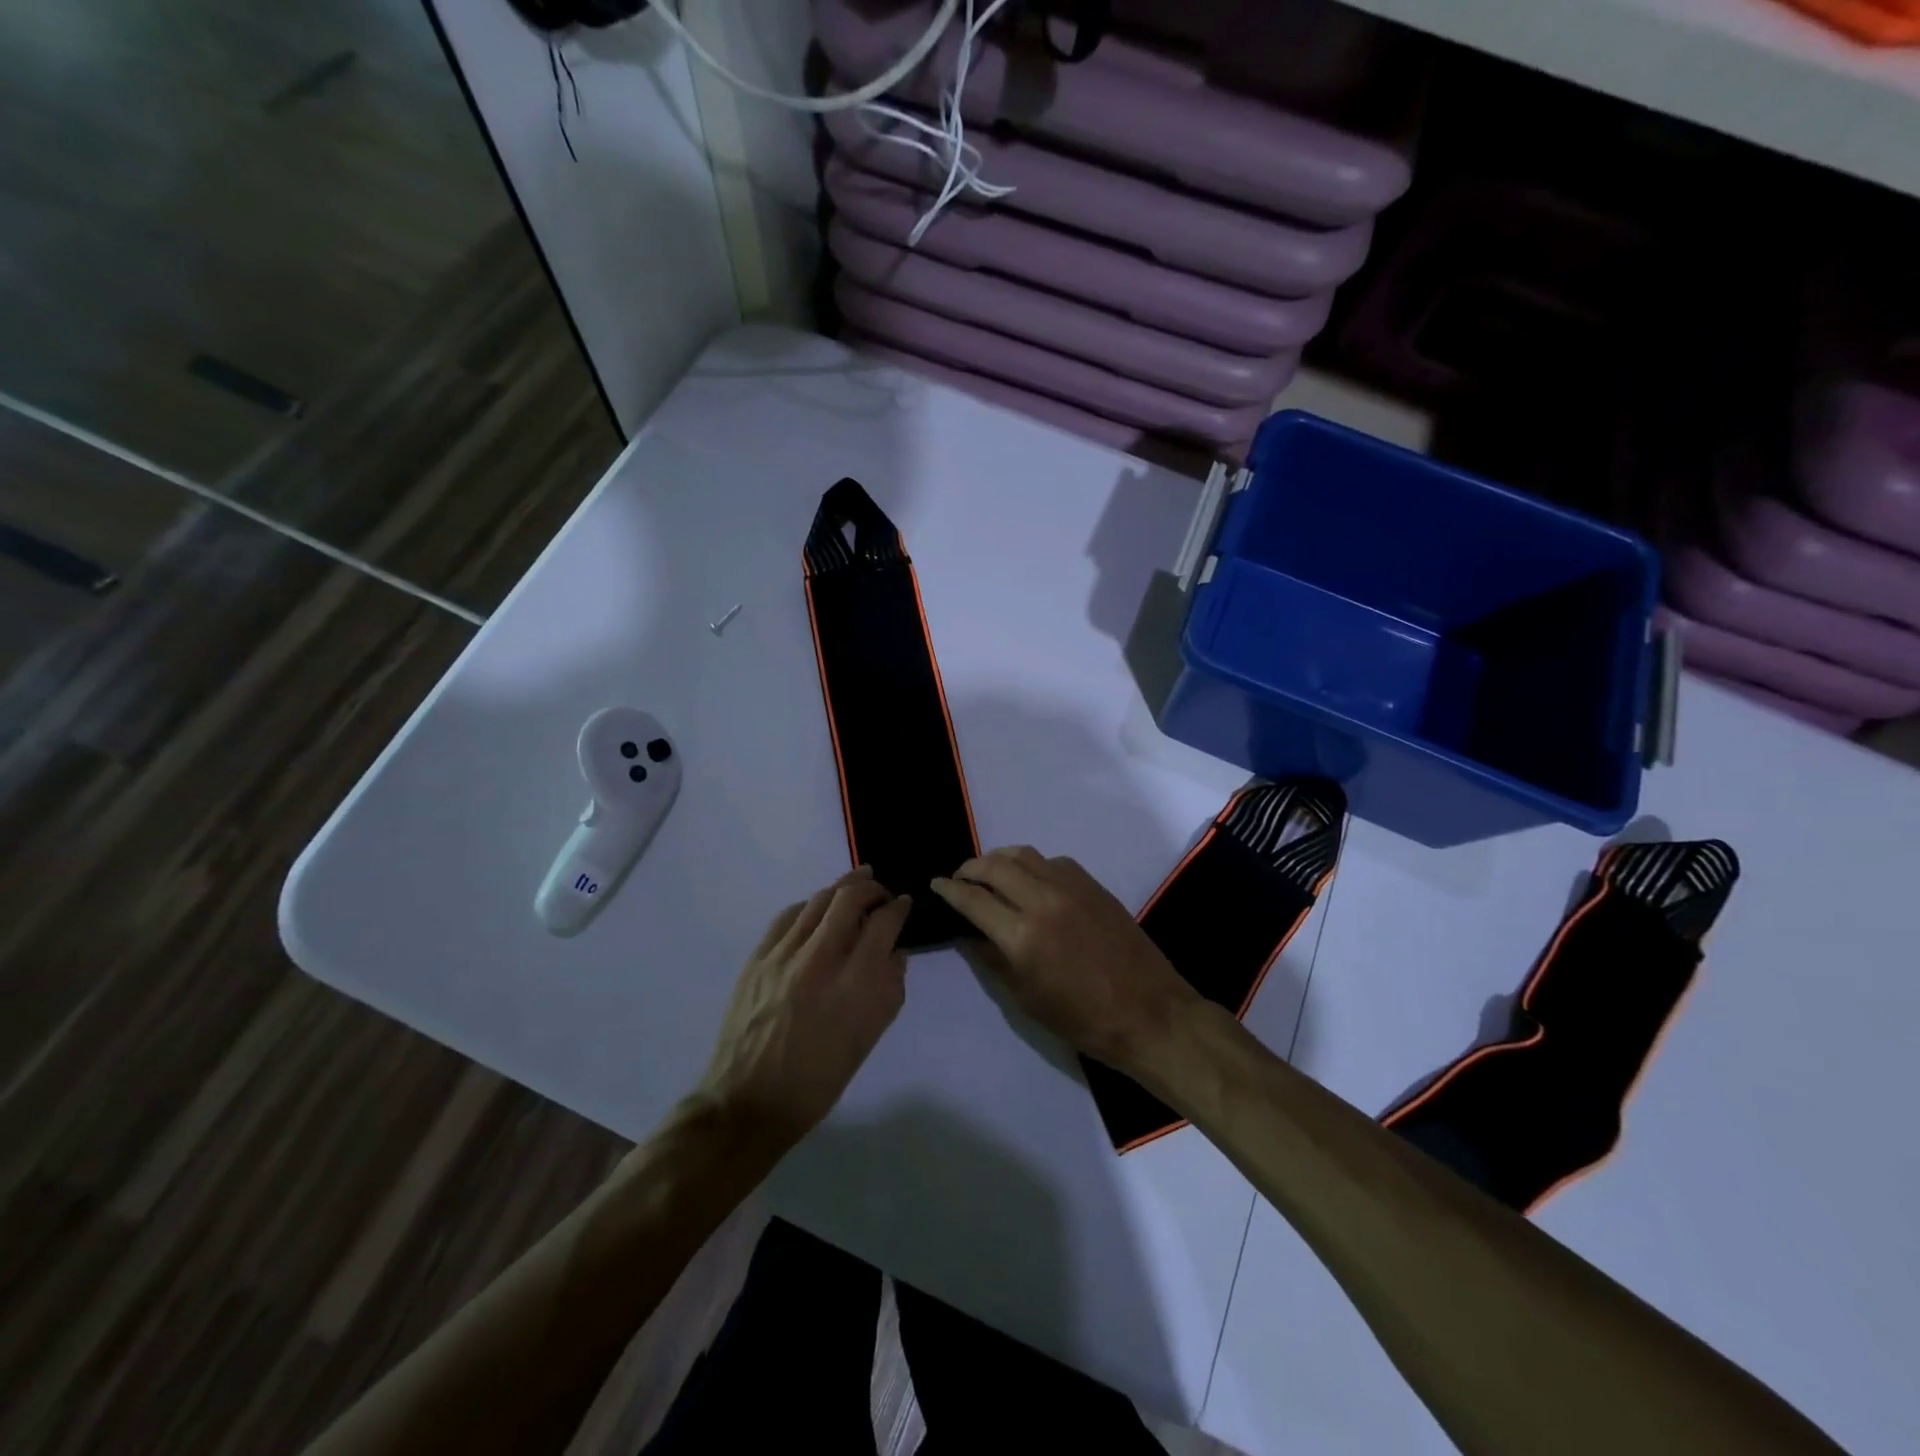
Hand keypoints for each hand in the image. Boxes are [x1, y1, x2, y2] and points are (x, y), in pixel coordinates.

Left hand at [697, 866, 912, 1149]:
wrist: (749, 1101)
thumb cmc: (817, 1080)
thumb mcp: (868, 1040)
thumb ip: (888, 990)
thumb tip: (895, 953)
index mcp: (854, 985)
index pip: (884, 923)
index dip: (899, 907)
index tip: (904, 904)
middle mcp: (820, 959)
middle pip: (849, 897)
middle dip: (871, 887)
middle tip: (881, 891)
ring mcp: (783, 955)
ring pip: (817, 900)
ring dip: (841, 888)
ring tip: (855, 886)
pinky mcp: (757, 957)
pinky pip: (788, 916)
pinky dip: (809, 906)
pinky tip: (816, 910)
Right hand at [931, 847, 1199, 1076]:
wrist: (1149, 1012)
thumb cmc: (1083, 1019)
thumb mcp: (1026, 999)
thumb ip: (992, 960)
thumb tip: (969, 935)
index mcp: (1022, 936)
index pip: (973, 900)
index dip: (949, 889)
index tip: (936, 884)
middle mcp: (1043, 900)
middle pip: (995, 866)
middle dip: (970, 868)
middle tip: (960, 878)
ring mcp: (1071, 888)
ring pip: (1024, 855)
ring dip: (999, 859)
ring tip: (990, 873)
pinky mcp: (1093, 885)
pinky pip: (1053, 861)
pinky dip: (1032, 865)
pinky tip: (1031, 880)